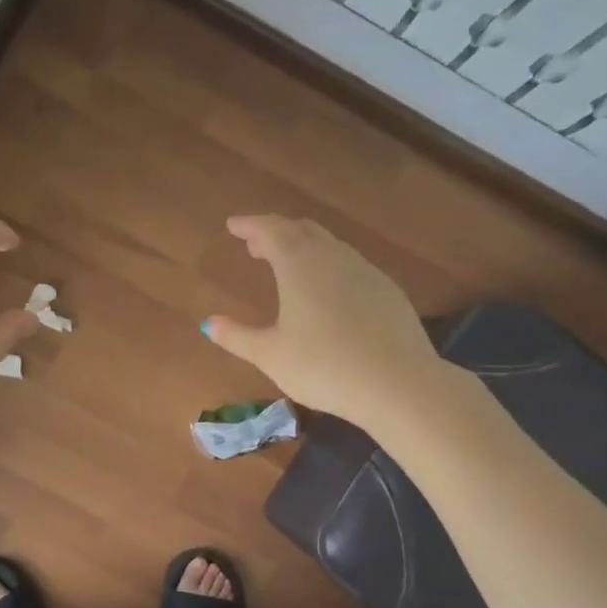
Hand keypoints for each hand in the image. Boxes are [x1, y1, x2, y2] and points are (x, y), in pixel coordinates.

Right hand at [202, 215, 448, 428]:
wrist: (397, 383)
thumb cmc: (323, 366)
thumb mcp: (271, 355)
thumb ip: (238, 337)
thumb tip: (209, 324)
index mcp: (299, 264)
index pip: (270, 230)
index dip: (250, 225)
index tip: (233, 225)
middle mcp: (334, 257)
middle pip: (302, 230)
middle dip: (277, 233)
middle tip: (257, 246)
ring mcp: (366, 271)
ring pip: (330, 246)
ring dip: (305, 249)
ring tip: (290, 268)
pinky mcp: (388, 291)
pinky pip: (351, 266)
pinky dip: (330, 267)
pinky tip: (329, 294)